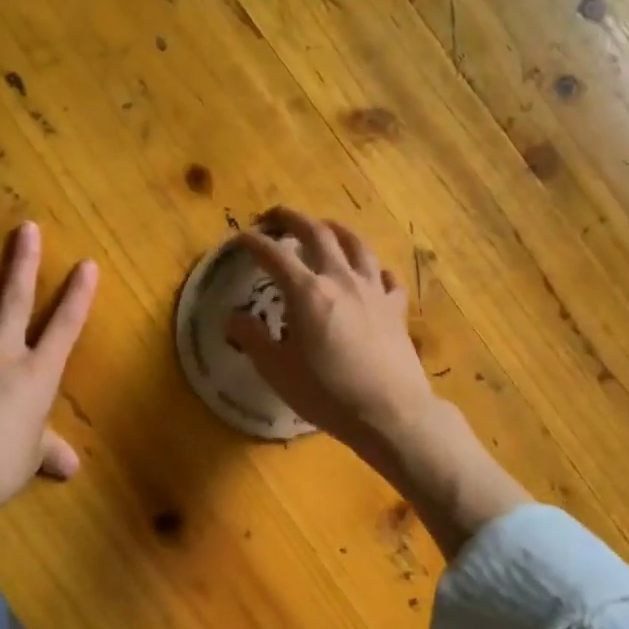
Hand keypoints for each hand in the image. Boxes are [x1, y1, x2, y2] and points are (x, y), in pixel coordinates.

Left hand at [0, 223, 98, 511]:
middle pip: (15, 302)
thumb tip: (70, 467)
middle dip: (23, 263)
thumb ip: (49, 452)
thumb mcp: (30, 459)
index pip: (64, 327)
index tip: (87, 263)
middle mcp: (2, 356)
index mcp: (37, 375)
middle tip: (26, 229)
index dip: (78, 295)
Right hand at [230, 207, 525, 556]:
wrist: (389, 412)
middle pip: (317, 234)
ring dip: (336, 230)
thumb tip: (232, 317)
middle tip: (277, 215)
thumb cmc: (327, 393)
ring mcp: (373, 291)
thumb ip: (252, 338)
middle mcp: (341, 279)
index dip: (254, 242)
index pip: (274, 255)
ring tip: (325, 227)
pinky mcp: (396, 308)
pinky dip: (374, 268)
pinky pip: (386, 277)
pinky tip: (371, 272)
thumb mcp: (278, 371)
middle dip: (294, 219)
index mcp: (307, 292)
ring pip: (356, 245)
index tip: (240, 237)